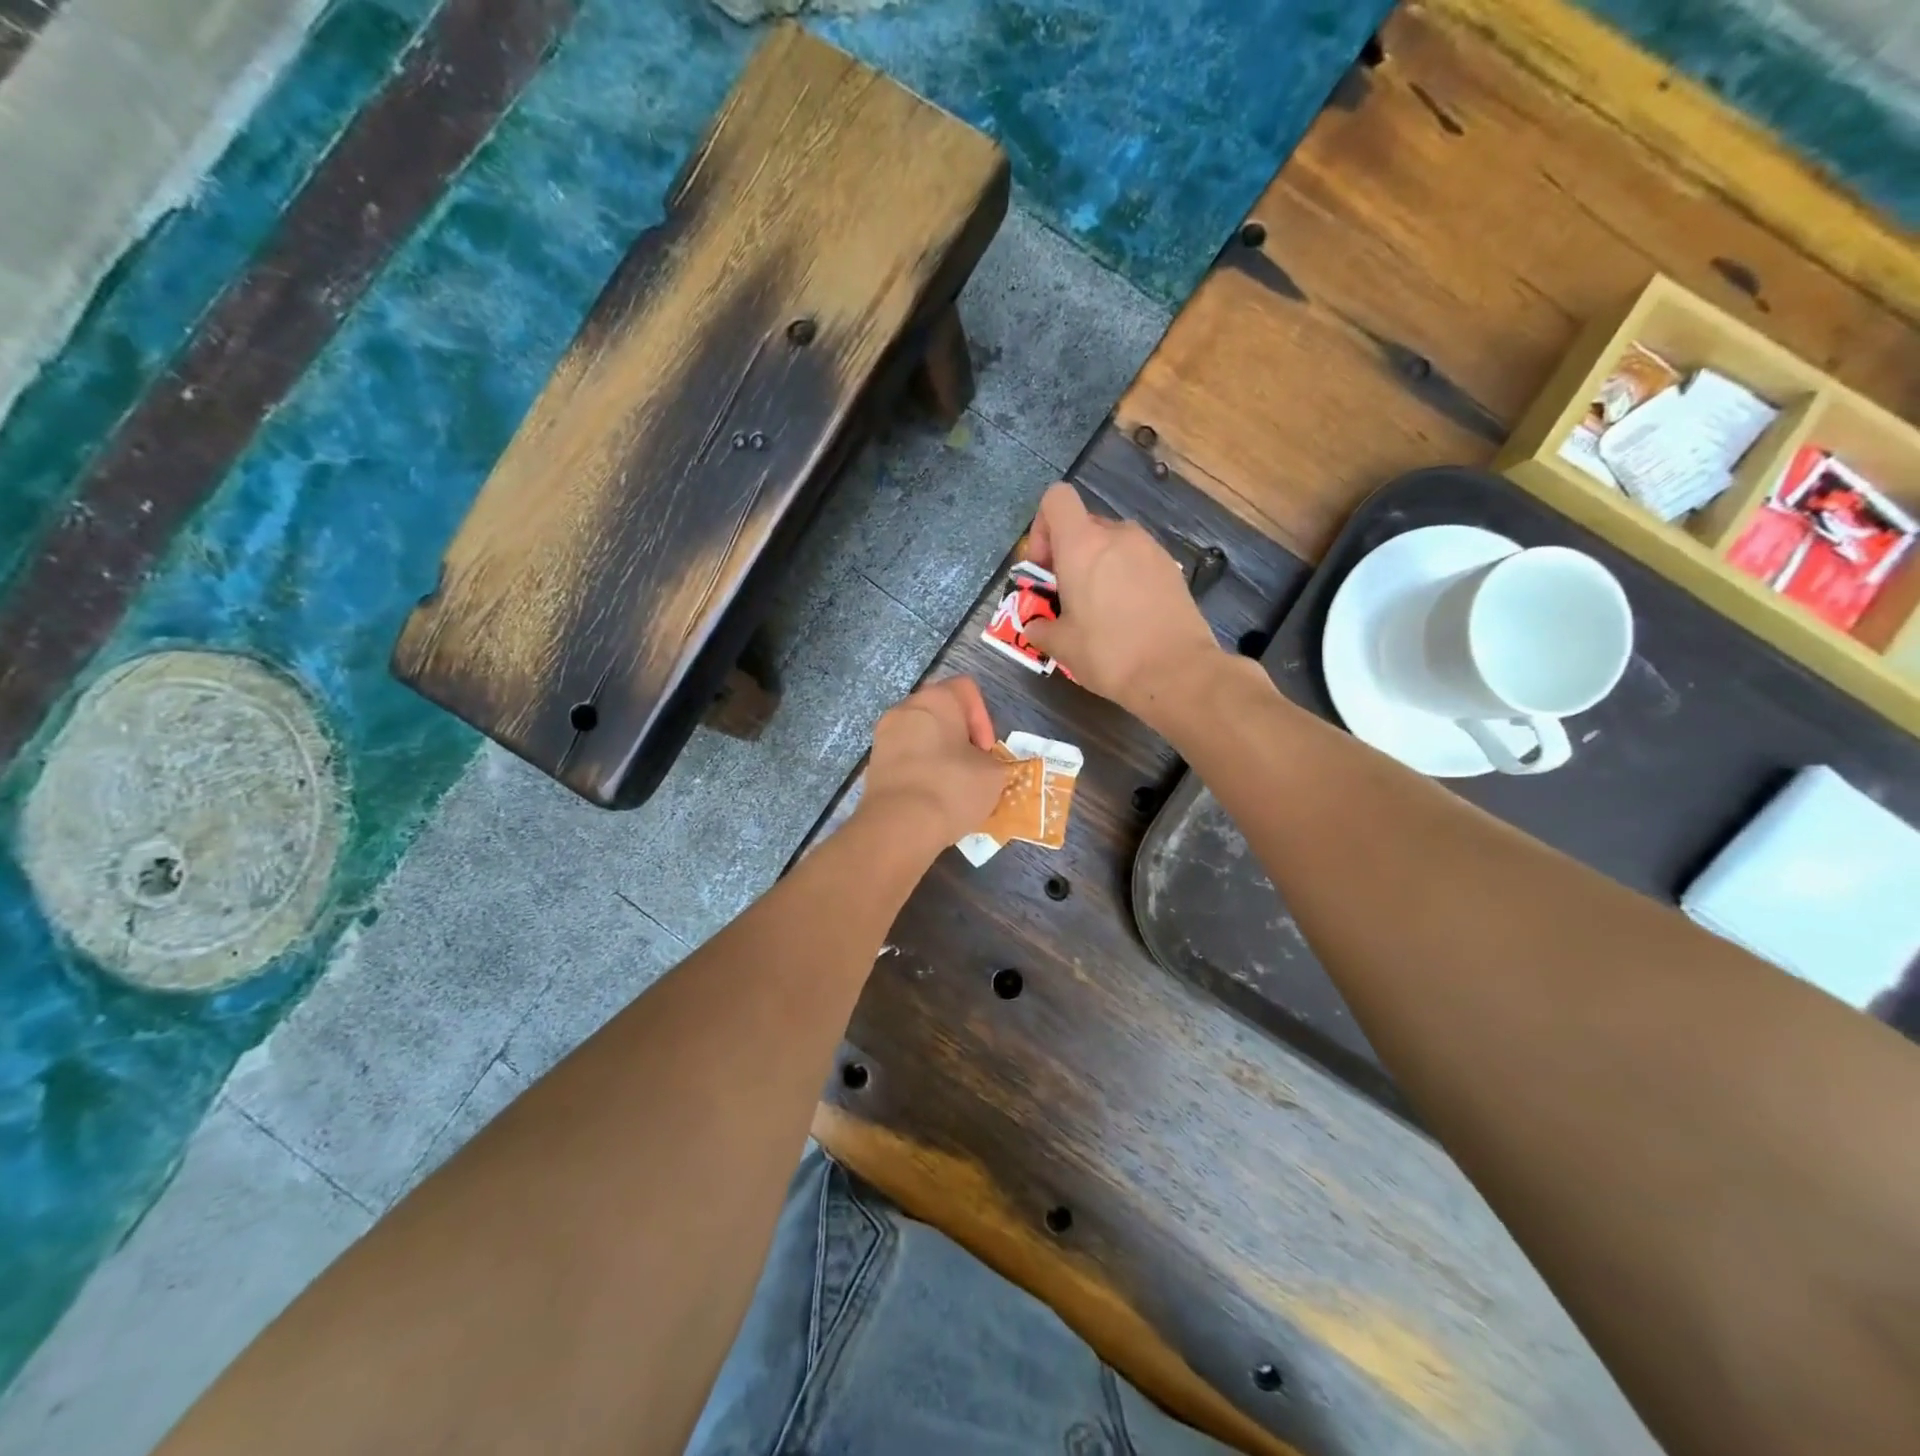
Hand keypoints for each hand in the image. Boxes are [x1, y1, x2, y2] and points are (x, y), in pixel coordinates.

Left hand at [858, 677, 1007, 852]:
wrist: (898, 825)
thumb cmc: (952, 787)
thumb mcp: (993, 775)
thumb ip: (994, 762)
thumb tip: (983, 767)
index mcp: (936, 698)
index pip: (967, 690)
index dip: (984, 718)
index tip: (987, 751)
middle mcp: (905, 708)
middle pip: (941, 712)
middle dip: (961, 737)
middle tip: (974, 767)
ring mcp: (884, 735)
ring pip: (921, 736)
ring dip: (940, 755)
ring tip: (953, 786)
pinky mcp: (874, 763)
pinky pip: (905, 758)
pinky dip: (920, 771)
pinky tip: (931, 798)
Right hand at [1023, 482, 1225, 726]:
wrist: (1177, 672)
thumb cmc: (1108, 653)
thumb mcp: (1062, 646)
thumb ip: (1041, 628)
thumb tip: (1035, 626)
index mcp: (1082, 545)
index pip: (1057, 499)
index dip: (1043, 526)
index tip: (1045, 567)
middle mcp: (1118, 536)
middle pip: (1085, 526)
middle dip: (1071, 556)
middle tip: (1068, 598)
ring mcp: (1151, 549)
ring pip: (1113, 545)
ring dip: (1099, 567)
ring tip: (1100, 610)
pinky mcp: (1172, 569)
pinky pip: (1138, 562)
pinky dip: (1126, 578)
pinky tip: (1129, 616)